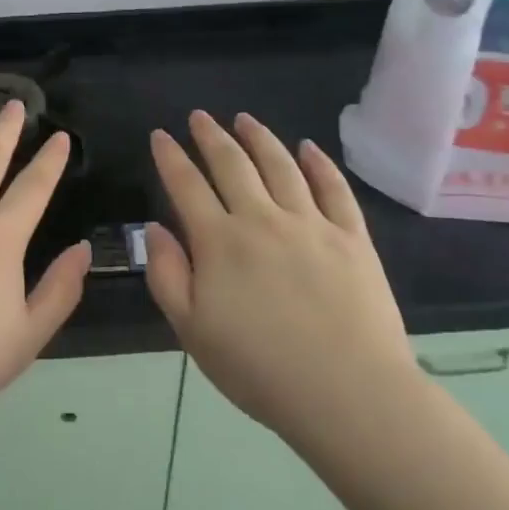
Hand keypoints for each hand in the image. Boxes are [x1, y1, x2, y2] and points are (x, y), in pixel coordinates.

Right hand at [145, 111, 418, 447]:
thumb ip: (167, 275)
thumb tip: (156, 228)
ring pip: (281, 165)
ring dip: (259, 138)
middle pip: (232, 164)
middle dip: (211, 136)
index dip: (170, 157)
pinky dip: (319, 163)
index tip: (160, 136)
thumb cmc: (259, 369)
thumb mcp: (192, 330)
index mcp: (220, 242)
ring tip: (245, 119)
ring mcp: (311, 223)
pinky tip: (308, 147)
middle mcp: (262, 219)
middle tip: (199, 116)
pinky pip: (334, 188)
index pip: (187, 185)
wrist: (347, 393)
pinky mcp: (351, 237)